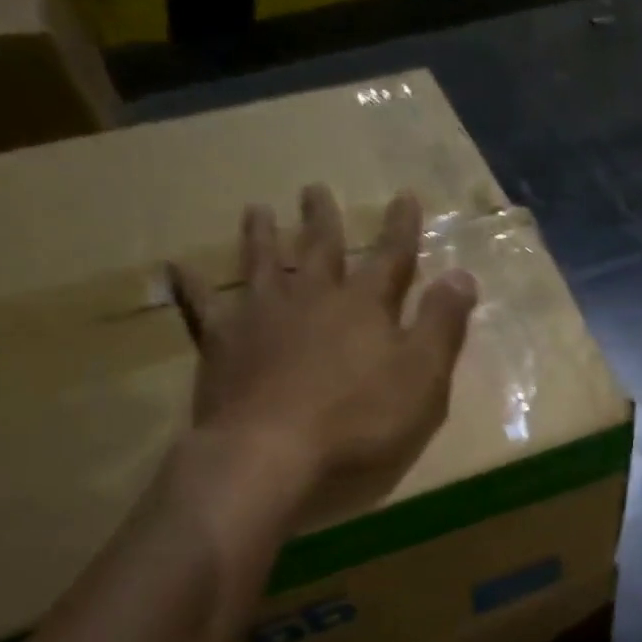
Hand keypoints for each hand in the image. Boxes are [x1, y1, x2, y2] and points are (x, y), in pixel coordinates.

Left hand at [168, 184, 477, 528]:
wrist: (270, 453)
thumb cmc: (360, 420)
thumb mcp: (423, 376)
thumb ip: (443, 325)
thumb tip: (463, 274)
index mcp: (365, 305)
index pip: (391, 257)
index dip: (401, 228)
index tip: (405, 195)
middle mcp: (312, 298)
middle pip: (319, 249)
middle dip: (322, 219)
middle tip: (314, 188)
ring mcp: (262, 318)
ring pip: (262, 264)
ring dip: (261, 235)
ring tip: (257, 208)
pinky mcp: (223, 346)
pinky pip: (203, 307)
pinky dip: (192, 286)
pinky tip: (178, 267)